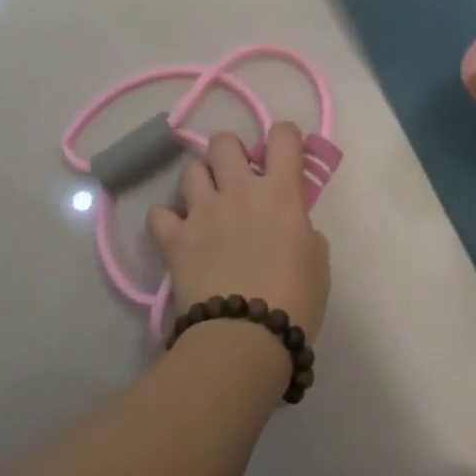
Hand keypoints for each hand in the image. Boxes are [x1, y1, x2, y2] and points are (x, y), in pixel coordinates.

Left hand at [148, 124, 330, 338]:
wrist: (244, 339)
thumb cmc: (295, 301)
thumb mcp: (317, 258)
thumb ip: (300, 226)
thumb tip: (287, 221)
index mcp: (280, 192)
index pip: (282, 136)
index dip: (284, 138)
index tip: (284, 155)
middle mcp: (239, 190)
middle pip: (224, 141)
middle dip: (230, 153)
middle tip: (237, 178)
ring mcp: (202, 212)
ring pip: (190, 169)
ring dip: (200, 183)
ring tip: (207, 206)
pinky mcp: (174, 239)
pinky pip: (159, 213)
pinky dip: (167, 220)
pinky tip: (178, 234)